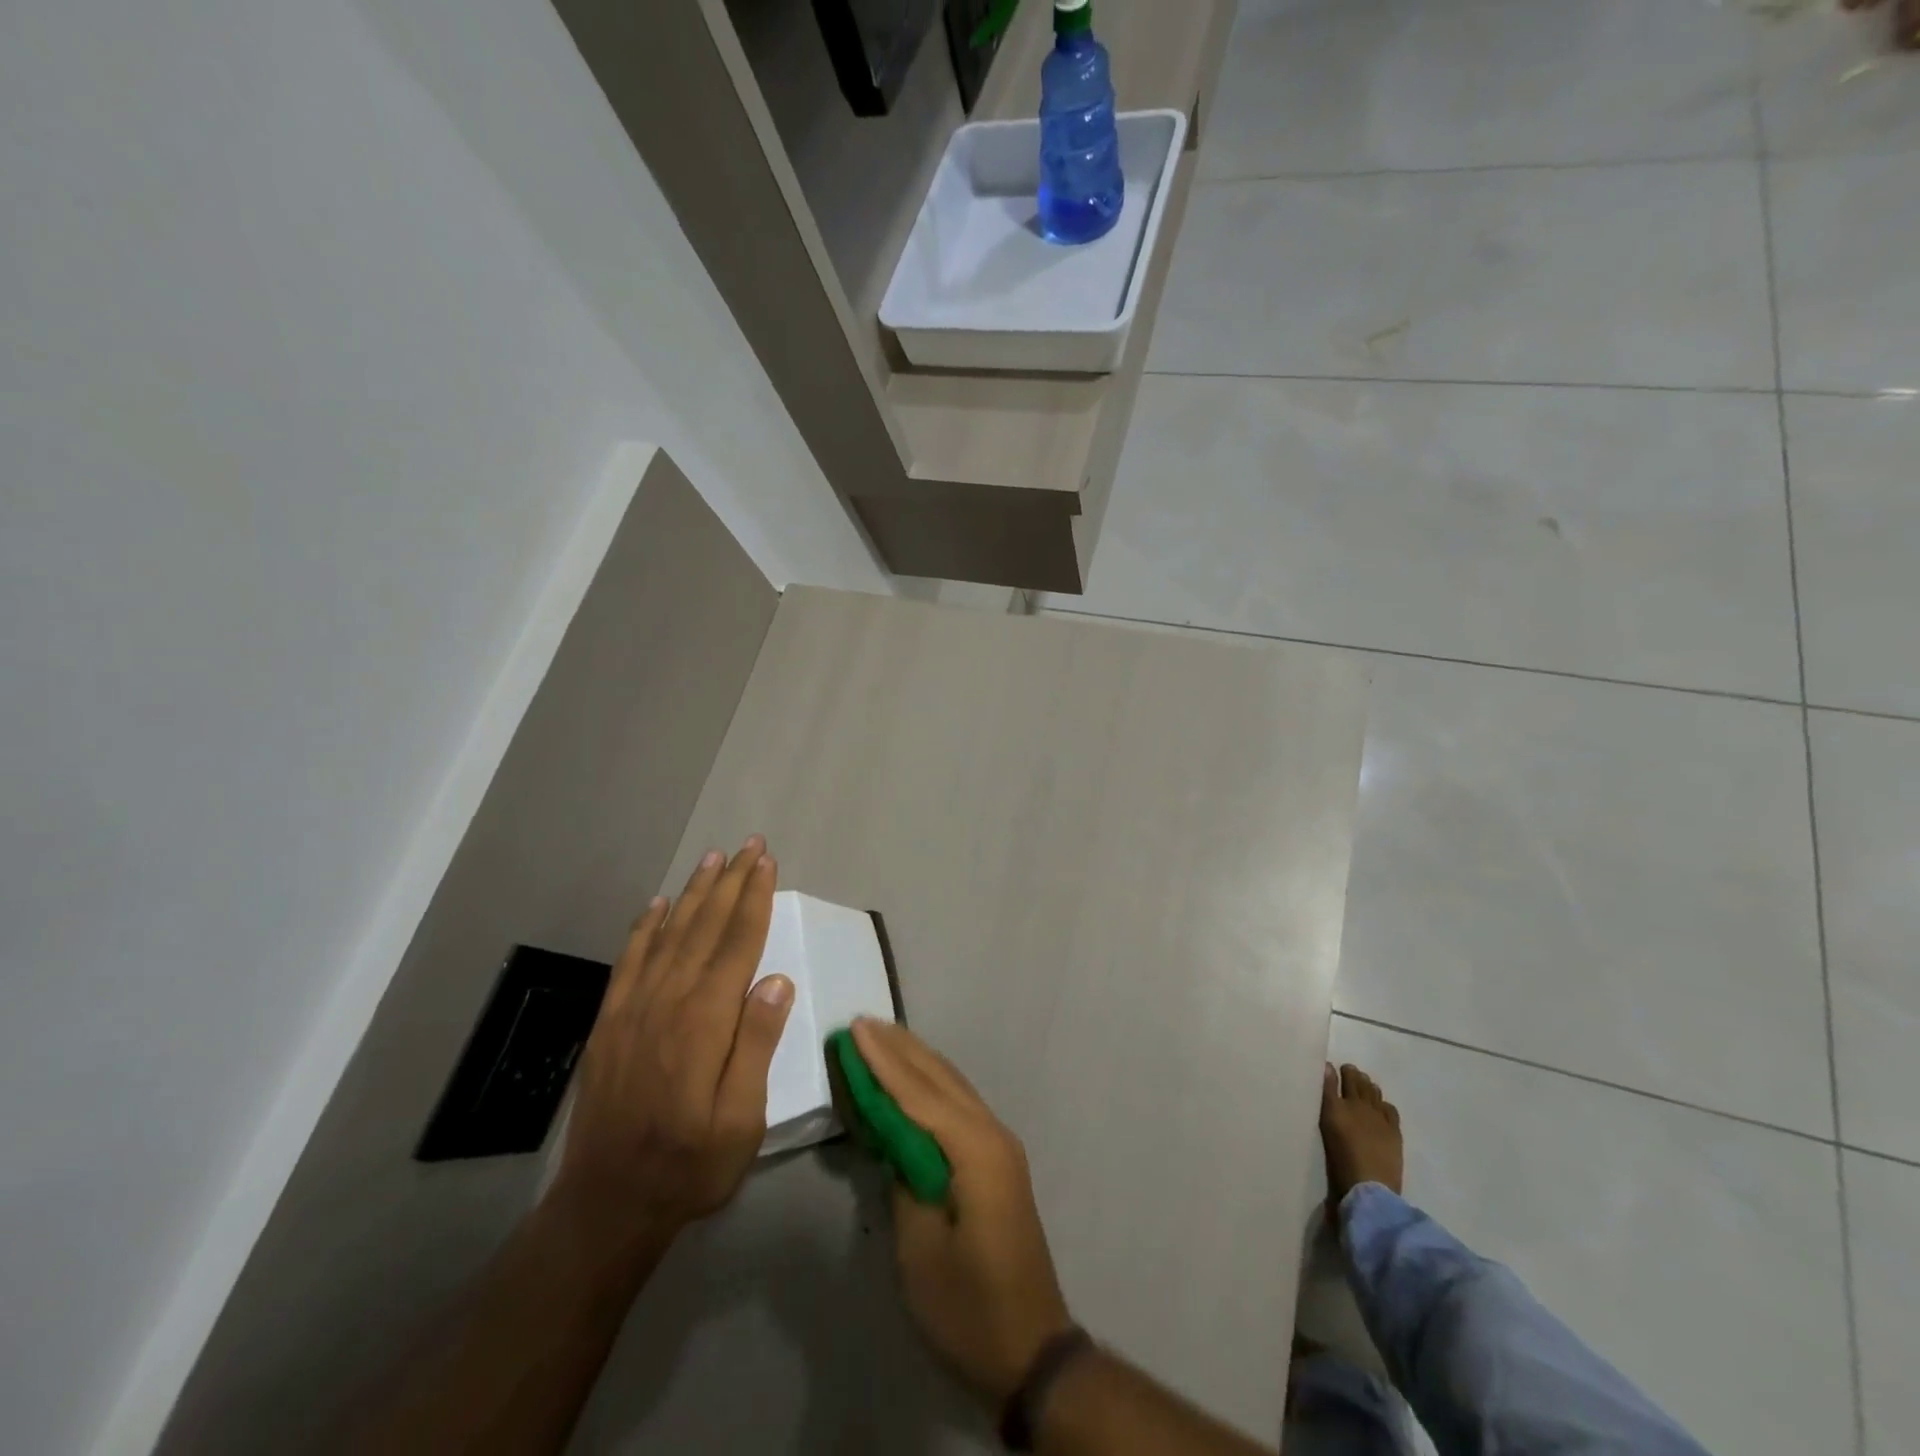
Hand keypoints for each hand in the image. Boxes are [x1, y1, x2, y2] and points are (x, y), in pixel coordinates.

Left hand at [552, 837, 792, 1244]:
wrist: (607, 1204)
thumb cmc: (690, 1164)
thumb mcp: (742, 1119)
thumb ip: (756, 1045)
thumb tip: (776, 980)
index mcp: (705, 1021)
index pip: (737, 943)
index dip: (754, 899)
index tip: (766, 863)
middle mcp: (668, 1001)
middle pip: (704, 927)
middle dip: (730, 882)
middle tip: (748, 845)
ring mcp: (633, 1008)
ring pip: (669, 934)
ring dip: (692, 893)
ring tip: (712, 859)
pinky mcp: (610, 1022)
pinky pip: (630, 960)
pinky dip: (645, 927)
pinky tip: (657, 906)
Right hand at [852, 1018, 1074, 1406]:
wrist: (1031, 1350)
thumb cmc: (968, 1307)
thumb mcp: (920, 1250)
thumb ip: (904, 1180)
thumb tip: (892, 1137)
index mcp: (975, 1151)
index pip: (919, 1094)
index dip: (882, 1061)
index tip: (854, 1028)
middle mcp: (992, 1134)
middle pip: (939, 1078)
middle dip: (899, 1049)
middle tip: (862, 1022)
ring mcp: (999, 1146)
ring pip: (952, 1086)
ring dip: (915, 1061)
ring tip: (882, 1036)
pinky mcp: (997, 1161)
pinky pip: (958, 1106)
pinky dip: (930, 1085)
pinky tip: (914, 1079)